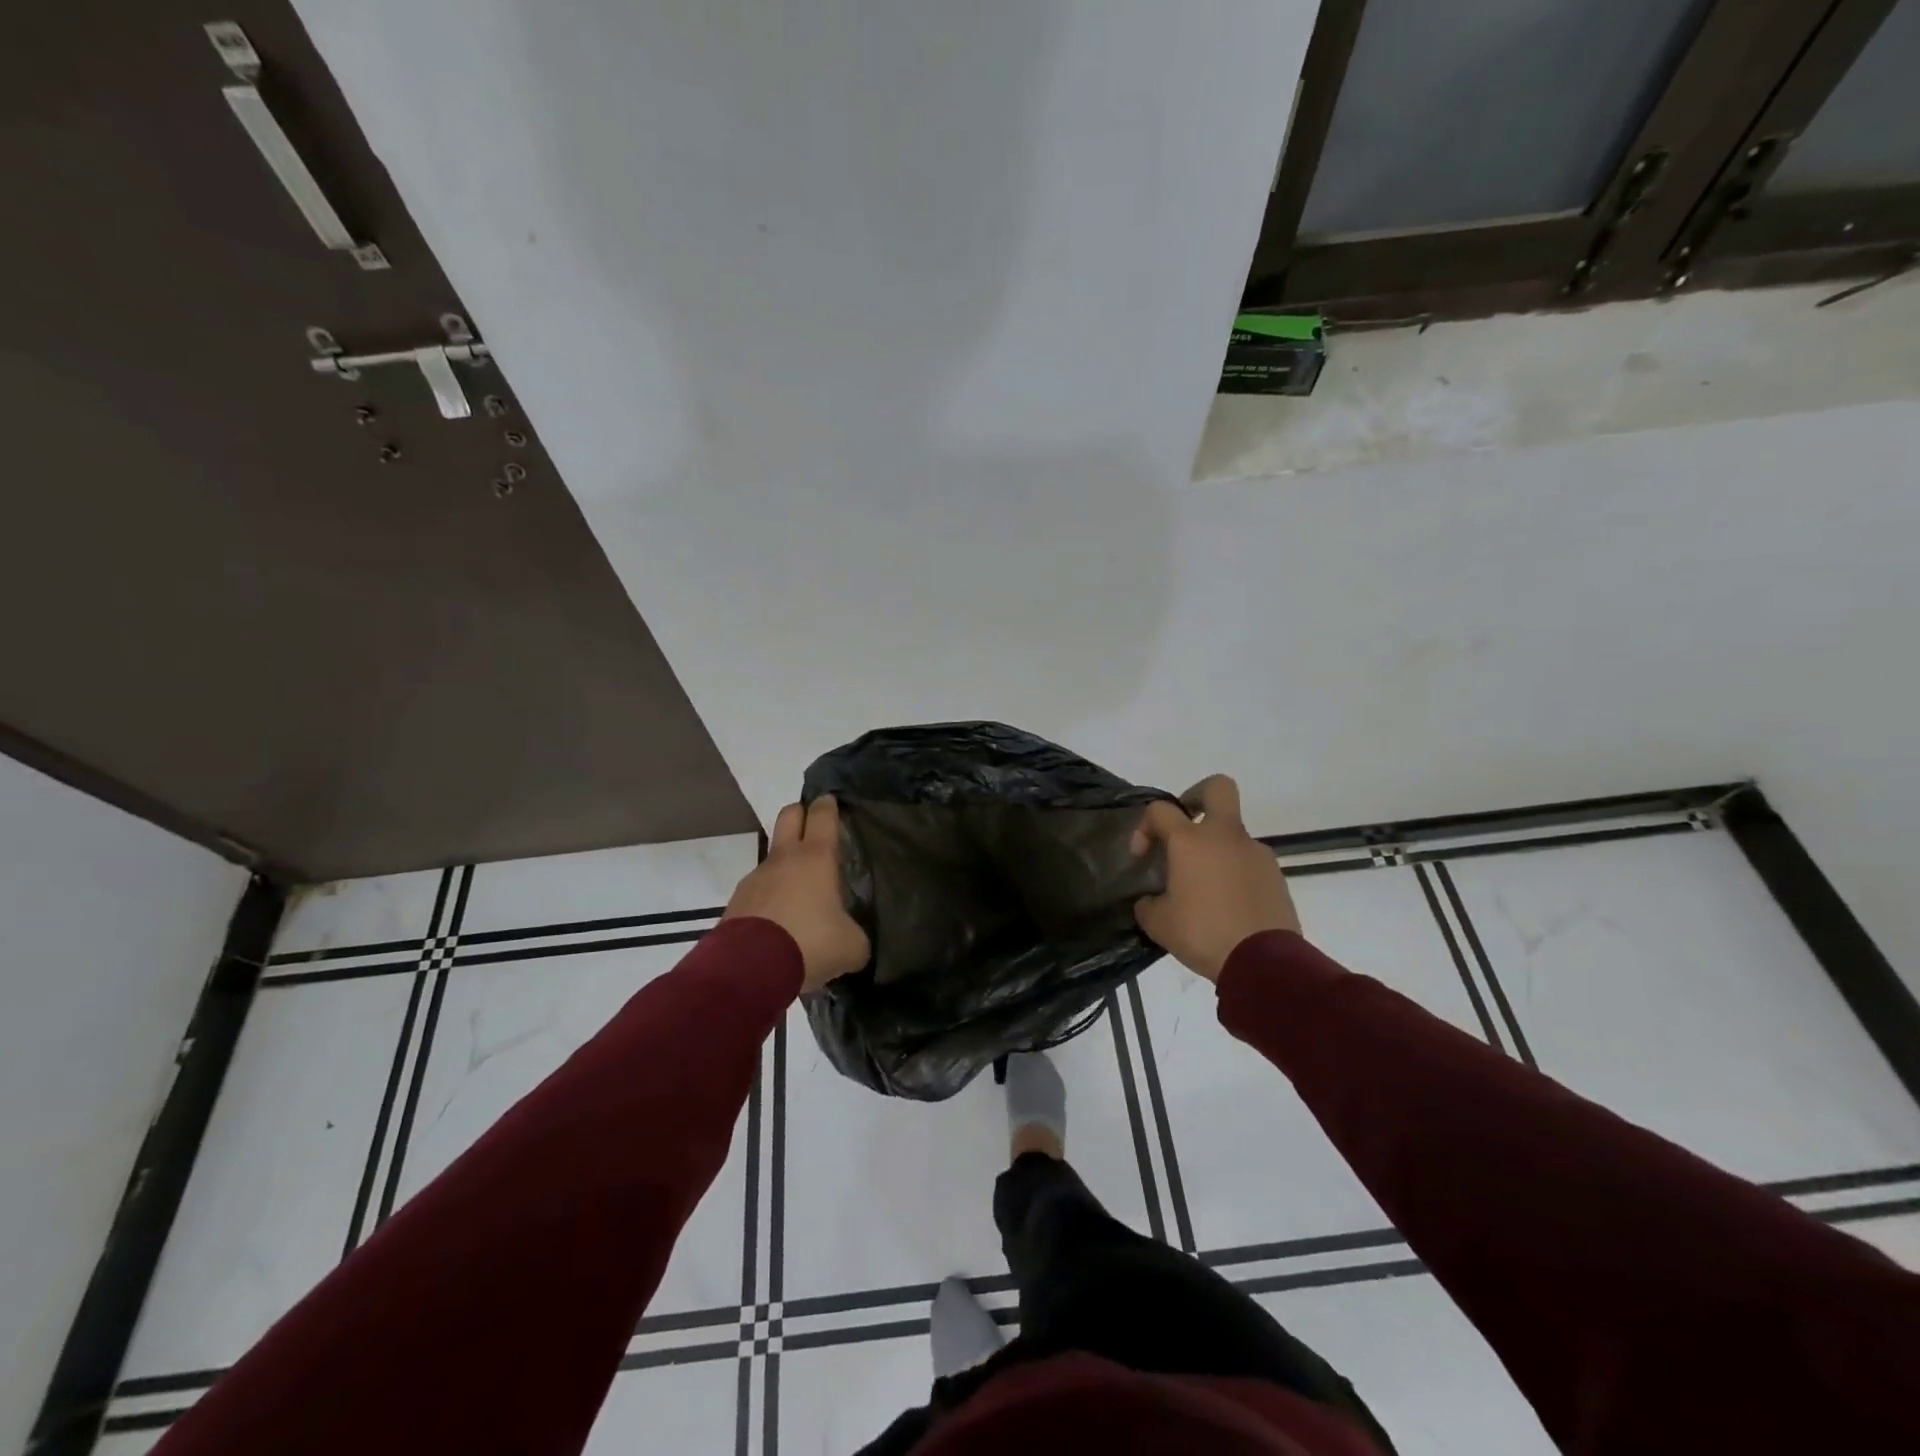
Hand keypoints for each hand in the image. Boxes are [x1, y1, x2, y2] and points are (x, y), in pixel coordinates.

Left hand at [723, 796, 870, 991]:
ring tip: (801, 894)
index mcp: (816, 857)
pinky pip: (759, 890)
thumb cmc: (810, 943)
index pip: (822, 814)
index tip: (832, 802)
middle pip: (789, 815)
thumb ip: (856, 938)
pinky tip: (780, 923)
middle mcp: (784, 859)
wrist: (749, 969)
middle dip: (801, 814)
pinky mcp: (737, 902)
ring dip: (786, 865)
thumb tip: (853, 942)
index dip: (828, 805)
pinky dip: (771, 898)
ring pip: (773, 857)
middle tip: (815, 828)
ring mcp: (756, 878)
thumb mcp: (850, 946)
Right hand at [1131, 775, 1299, 981]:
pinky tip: (1227, 906)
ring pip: (1232, 834)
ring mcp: (1256, 853)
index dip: (1145, 826)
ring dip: (1215, 850)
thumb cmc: (1203, 934)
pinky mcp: (1276, 875)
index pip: (1160, 810)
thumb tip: (1151, 900)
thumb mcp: (1158, 923)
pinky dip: (1234, 874)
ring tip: (1204, 889)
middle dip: (1196, 796)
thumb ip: (1148, 903)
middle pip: (1217, 788)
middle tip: (1184, 824)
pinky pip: (1248, 862)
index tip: (1142, 856)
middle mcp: (1225, 836)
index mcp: (1191, 841)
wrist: (1264, 962)